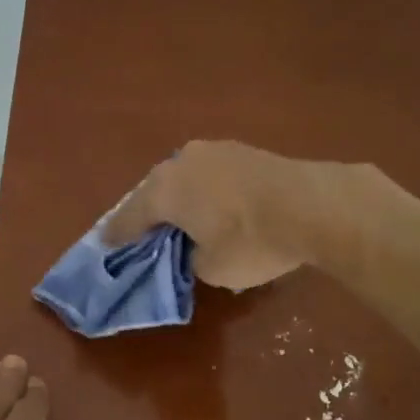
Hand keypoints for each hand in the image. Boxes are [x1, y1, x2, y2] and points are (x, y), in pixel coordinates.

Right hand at [102, 141, 314, 290]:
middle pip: (154, 192)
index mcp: (163, 190)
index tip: (106, 246)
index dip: (117, 236)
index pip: (129, 217)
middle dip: (148, 213)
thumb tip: (196, 247)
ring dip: (179, 199)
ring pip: (184, 180)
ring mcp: (215, 151)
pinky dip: (205, 193)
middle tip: (143, 234)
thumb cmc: (250, 242)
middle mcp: (181, 162)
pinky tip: (212, 207)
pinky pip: (210, 176)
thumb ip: (190, 257)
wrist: (313, 207)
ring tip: (179, 220)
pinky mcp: (244, 151)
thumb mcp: (211, 268)